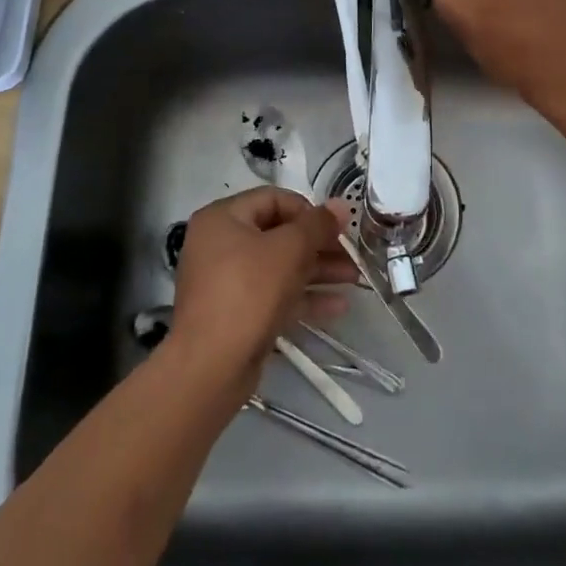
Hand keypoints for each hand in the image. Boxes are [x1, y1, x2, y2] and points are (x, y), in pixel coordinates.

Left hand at [170, 188, 359, 389]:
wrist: (211, 366)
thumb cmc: (248, 292)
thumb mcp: (289, 250)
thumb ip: (318, 225)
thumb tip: (342, 204)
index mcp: (223, 218)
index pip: (273, 199)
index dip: (308, 210)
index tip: (336, 228)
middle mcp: (220, 245)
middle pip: (278, 234)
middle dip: (319, 245)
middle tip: (352, 255)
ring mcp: (227, 281)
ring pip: (279, 267)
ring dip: (317, 271)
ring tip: (354, 279)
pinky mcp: (237, 313)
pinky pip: (274, 295)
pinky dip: (303, 297)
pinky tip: (338, 306)